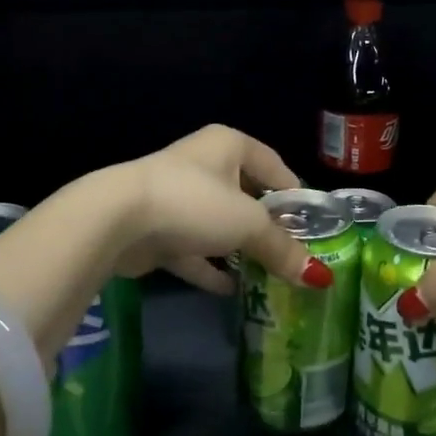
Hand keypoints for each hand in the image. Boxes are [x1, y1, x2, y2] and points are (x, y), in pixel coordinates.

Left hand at [109, 125, 328, 294]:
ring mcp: (179, 198)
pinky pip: (195, 249)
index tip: (314, 224)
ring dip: (240, 249)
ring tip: (270, 275)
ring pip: (220, 224)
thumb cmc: (194, 203)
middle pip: (247, 196)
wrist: (117, 220)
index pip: (274, 165)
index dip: (295, 194)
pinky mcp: (160, 229)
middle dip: (269, 227)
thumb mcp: (248, 224)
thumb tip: (318, 277)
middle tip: (295, 254)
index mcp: (229, 146)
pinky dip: (212, 268)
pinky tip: (233, 290)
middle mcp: (205, 165)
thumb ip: (282, 248)